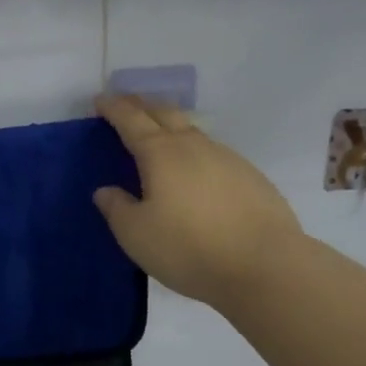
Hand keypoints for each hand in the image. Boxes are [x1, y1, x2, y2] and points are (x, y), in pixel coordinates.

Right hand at [93, 94, 300, 310]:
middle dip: (142, 104)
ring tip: (159, 137)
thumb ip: (116, 208)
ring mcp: (227, 158)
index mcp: (160, 153)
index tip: (99, 100)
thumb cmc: (189, 247)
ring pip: (192, 130)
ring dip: (171, 126)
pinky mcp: (251, 177)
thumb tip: (105, 190)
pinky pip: (213, 153)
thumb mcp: (136, 234)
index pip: (131, 119)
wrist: (266, 266)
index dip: (113, 107)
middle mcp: (193, 146)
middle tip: (126, 105)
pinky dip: (195, 151)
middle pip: (164, 112)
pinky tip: (195, 172)